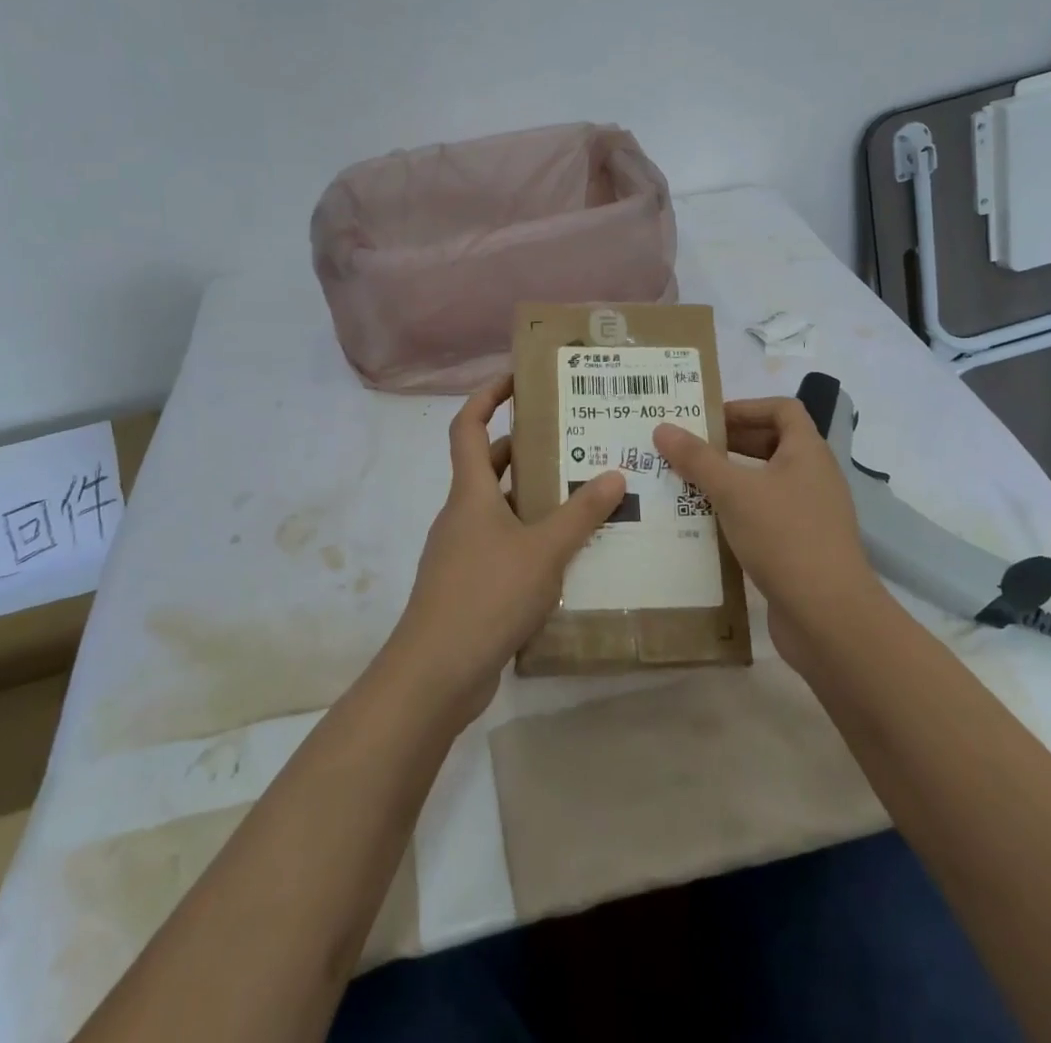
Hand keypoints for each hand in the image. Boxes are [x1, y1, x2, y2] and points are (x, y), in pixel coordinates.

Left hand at [384, 377, 625, 725]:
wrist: (436, 673)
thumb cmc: (487, 594)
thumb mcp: (544, 550)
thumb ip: (580, 513)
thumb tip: (614, 474)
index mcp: (470, 492)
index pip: (469, 426)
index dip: (487, 396)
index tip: (516, 378)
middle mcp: (462, 514)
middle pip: (489, 466)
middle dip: (526, 448)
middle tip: (572, 439)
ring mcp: (461, 552)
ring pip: (500, 509)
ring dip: (534, 498)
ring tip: (583, 494)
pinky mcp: (468, 585)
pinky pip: (503, 546)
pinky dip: (530, 539)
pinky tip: (567, 555)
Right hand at [653, 398, 882, 671]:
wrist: (829, 617)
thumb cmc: (784, 537)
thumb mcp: (734, 491)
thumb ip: (697, 458)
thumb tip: (663, 428)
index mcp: (807, 452)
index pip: (782, 409)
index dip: (745, 407)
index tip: (707, 420)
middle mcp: (813, 477)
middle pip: (771, 444)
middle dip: (729, 444)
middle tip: (686, 451)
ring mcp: (810, 514)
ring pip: (765, 483)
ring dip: (729, 481)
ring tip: (686, 486)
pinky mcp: (801, 547)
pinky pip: (765, 516)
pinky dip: (737, 513)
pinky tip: (705, 526)